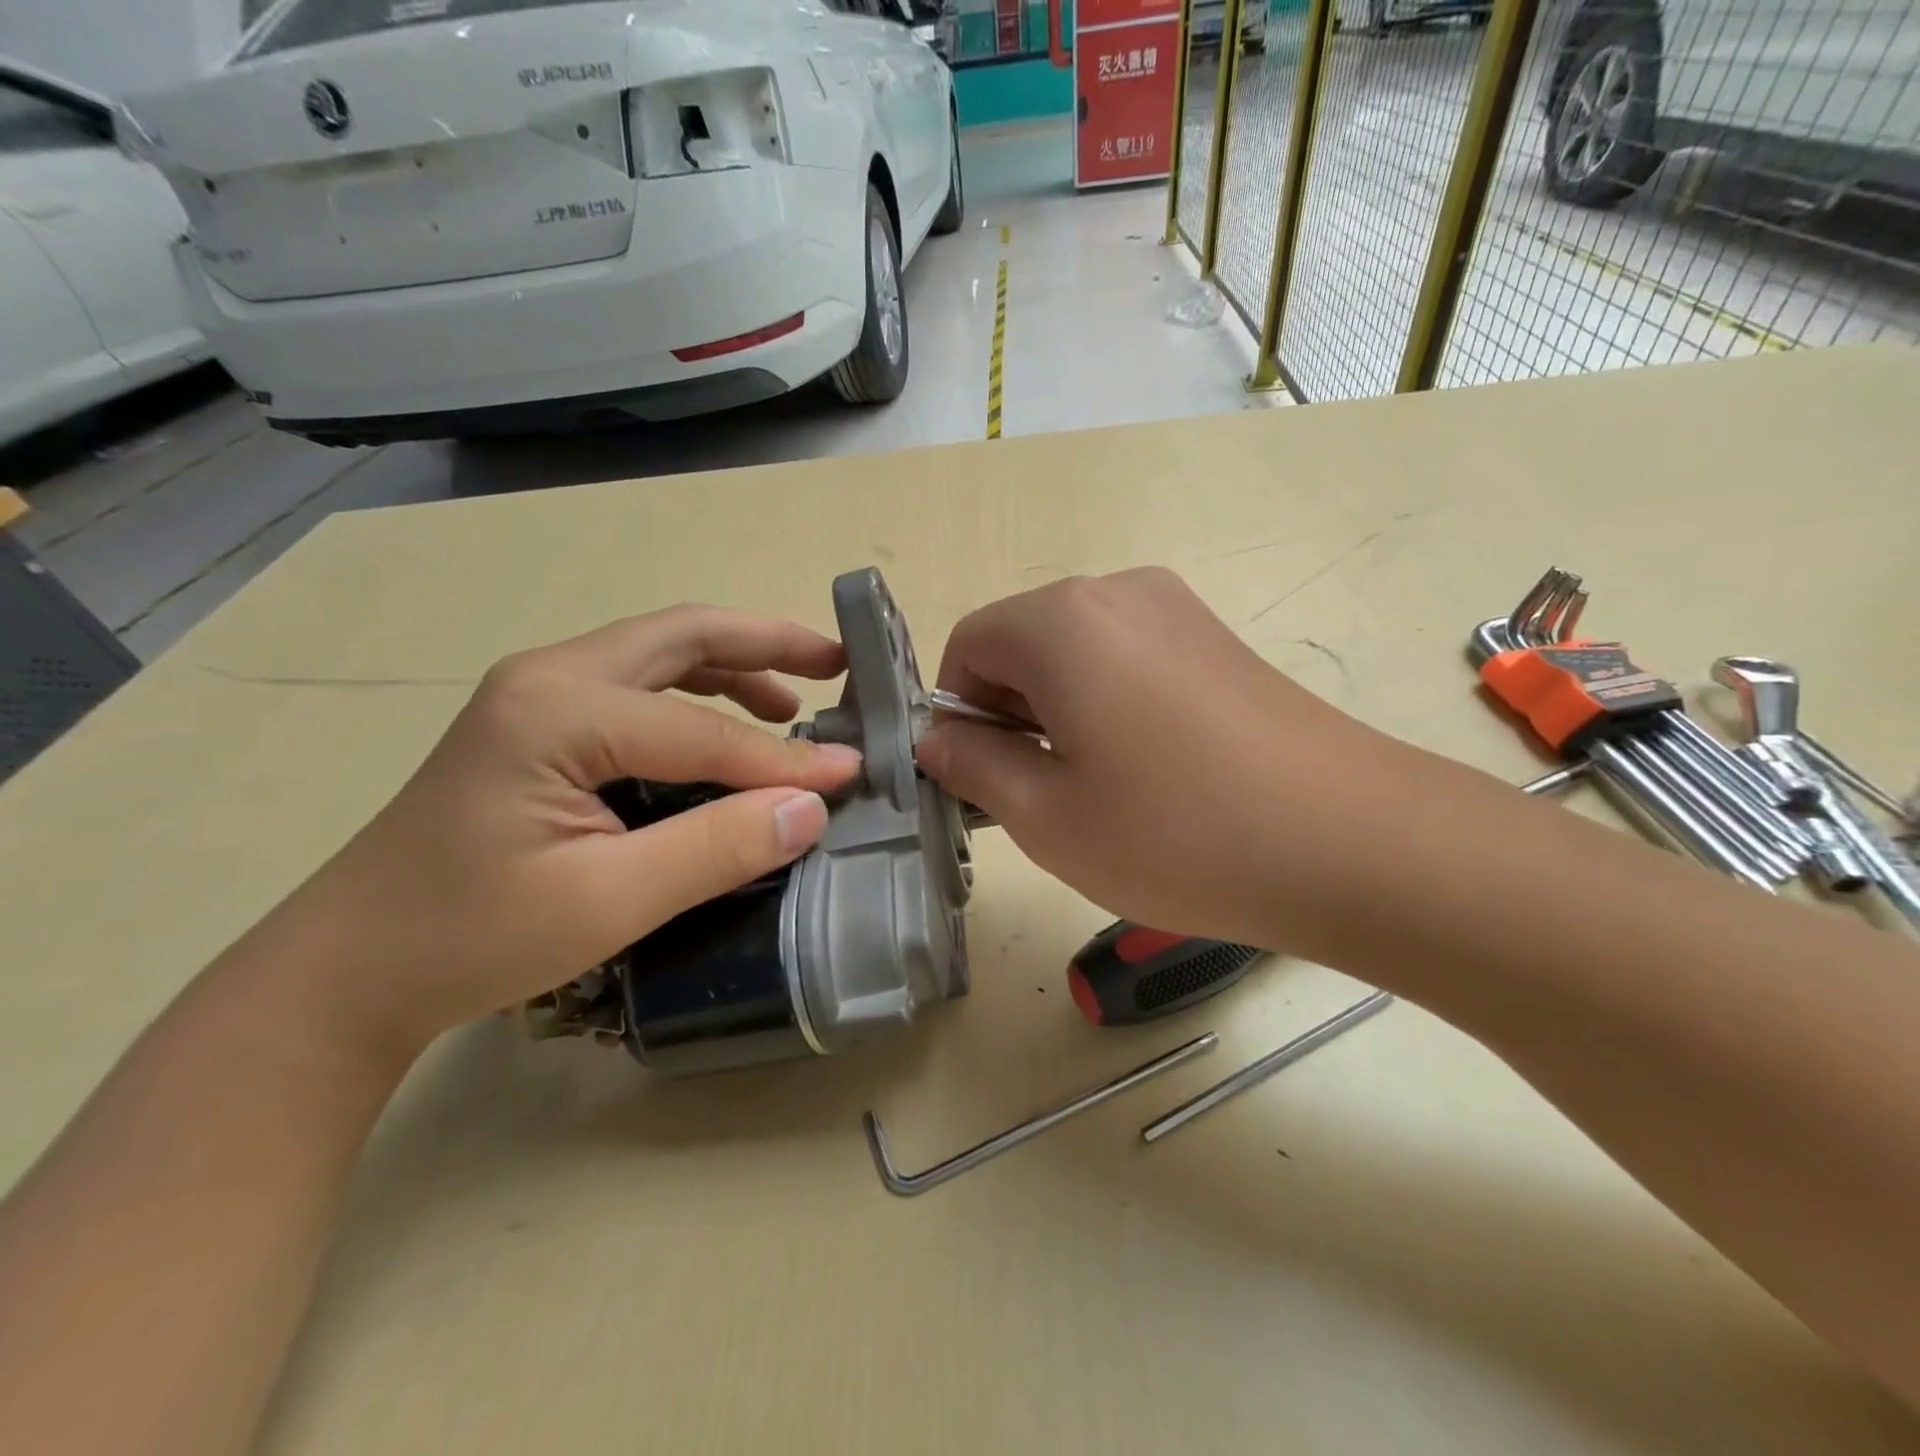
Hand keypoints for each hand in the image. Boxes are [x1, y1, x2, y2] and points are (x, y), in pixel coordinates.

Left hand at [248, 607, 861, 1055]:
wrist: (349, 969)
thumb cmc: (471, 937)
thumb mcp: (608, 901)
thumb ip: (717, 847)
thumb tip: (813, 808)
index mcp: (558, 710)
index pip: (702, 729)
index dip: (783, 759)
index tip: (854, 773)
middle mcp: (550, 677)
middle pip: (683, 635)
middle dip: (768, 642)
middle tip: (838, 662)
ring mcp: (539, 693)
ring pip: (661, 652)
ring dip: (735, 663)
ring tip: (797, 696)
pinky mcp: (540, 723)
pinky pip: (640, 685)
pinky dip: (699, 693)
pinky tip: (730, 724)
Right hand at [914, 568, 1427, 952]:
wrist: (1355, 843)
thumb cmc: (1178, 834)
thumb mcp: (1046, 816)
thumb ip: (973, 767)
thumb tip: (938, 740)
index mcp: (1062, 620)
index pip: (967, 645)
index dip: (957, 714)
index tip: (983, 779)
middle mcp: (1117, 592)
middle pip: (1022, 643)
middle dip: (1009, 714)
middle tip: (1040, 795)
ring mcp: (1178, 610)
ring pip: (1076, 654)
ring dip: (1059, 714)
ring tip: (1100, 790)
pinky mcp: (1218, 639)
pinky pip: (1129, 661)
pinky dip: (1109, 707)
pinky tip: (1150, 772)